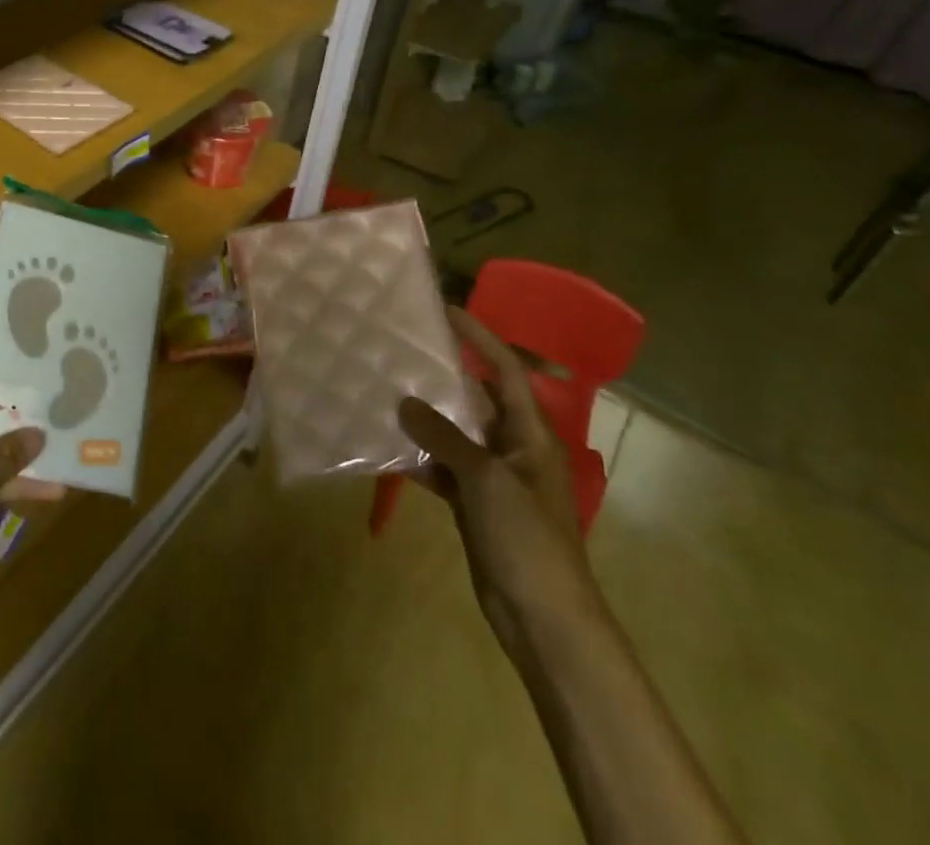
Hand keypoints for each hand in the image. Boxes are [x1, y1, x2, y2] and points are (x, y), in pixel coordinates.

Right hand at [398, 308, 603, 659]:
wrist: (544, 618)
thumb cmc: (526, 538)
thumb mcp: (485, 479)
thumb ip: (444, 437)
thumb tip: (405, 402)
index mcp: (530, 434)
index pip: (505, 370)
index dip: (480, 338)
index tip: (447, 312)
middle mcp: (513, 448)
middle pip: (477, 399)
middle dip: (443, 375)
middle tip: (402, 349)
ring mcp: (494, 479)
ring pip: (456, 434)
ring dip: (426, 417)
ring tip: (385, 389)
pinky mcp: (476, 505)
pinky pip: (444, 468)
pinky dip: (420, 457)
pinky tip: (388, 446)